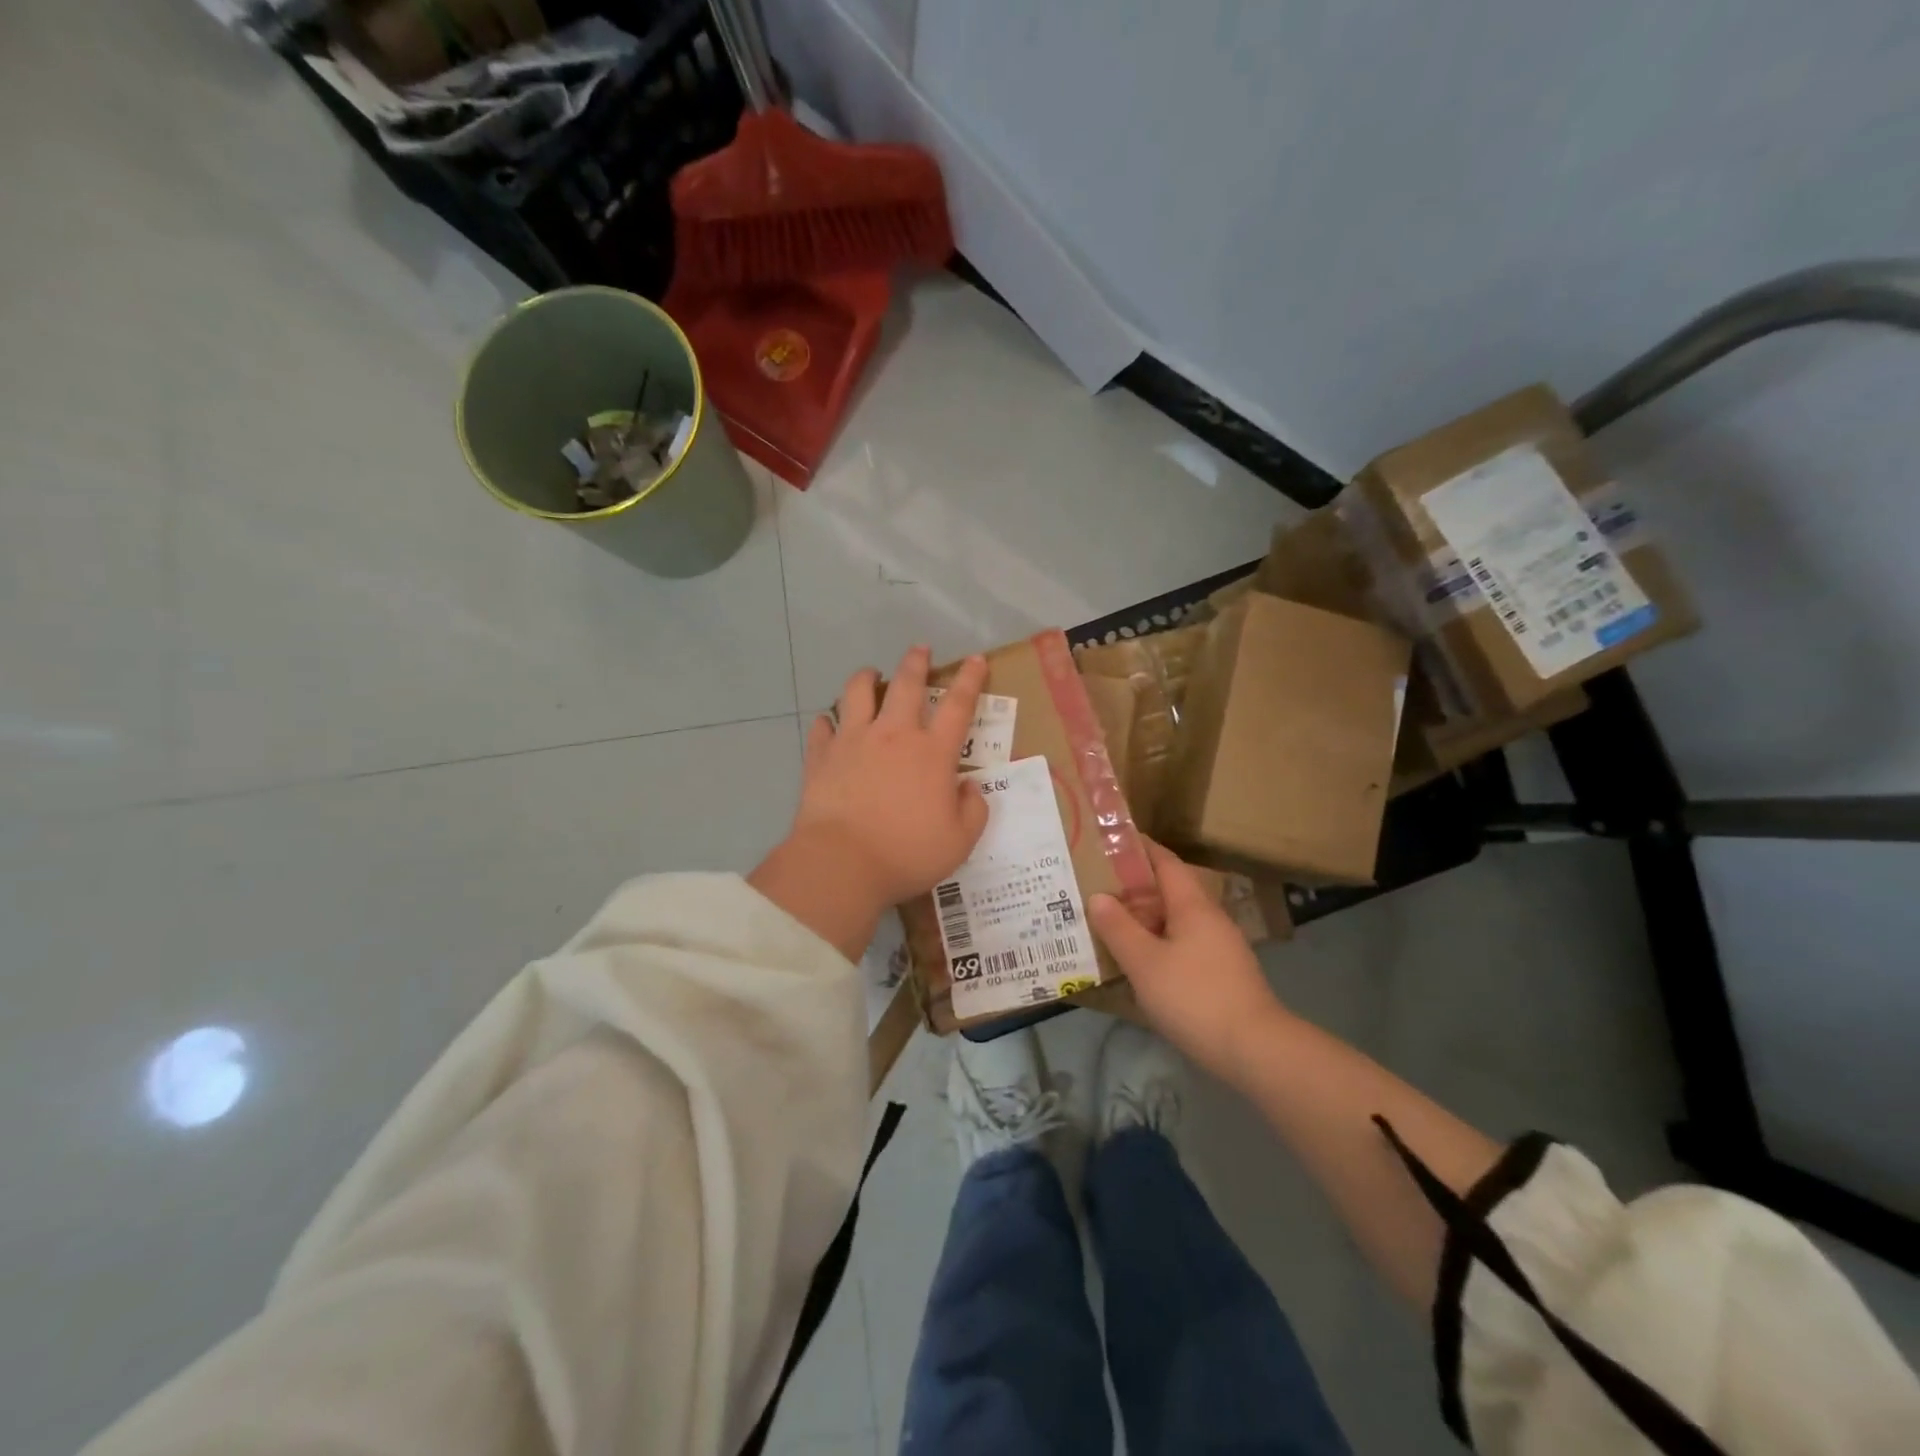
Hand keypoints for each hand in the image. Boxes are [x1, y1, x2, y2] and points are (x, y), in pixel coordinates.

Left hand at [750, 646, 990, 959]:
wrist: (842, 864)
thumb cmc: (907, 854)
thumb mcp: (960, 841)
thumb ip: (973, 810)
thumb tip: (969, 788)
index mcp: (932, 753)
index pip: (958, 705)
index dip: (970, 679)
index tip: (975, 660)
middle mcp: (894, 736)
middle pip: (907, 685)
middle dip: (916, 661)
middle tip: (919, 648)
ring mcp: (853, 741)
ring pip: (858, 692)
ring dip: (867, 677)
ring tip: (870, 674)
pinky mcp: (821, 756)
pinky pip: (822, 727)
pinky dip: (827, 721)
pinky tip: (828, 722)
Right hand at [1089, 841, 1289, 1080]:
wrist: (1255, 1050)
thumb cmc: (1194, 997)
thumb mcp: (1145, 962)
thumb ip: (1118, 928)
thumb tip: (1097, 896)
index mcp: (1193, 905)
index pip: (1165, 862)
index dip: (1138, 849)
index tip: (1108, 842)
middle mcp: (1209, 918)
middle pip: (1170, 890)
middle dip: (1135, 886)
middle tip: (1097, 886)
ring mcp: (1219, 947)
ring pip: (1176, 920)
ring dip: (1145, 917)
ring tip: (1110, 922)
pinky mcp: (1222, 974)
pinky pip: (1182, 945)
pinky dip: (1158, 943)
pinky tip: (1138, 960)